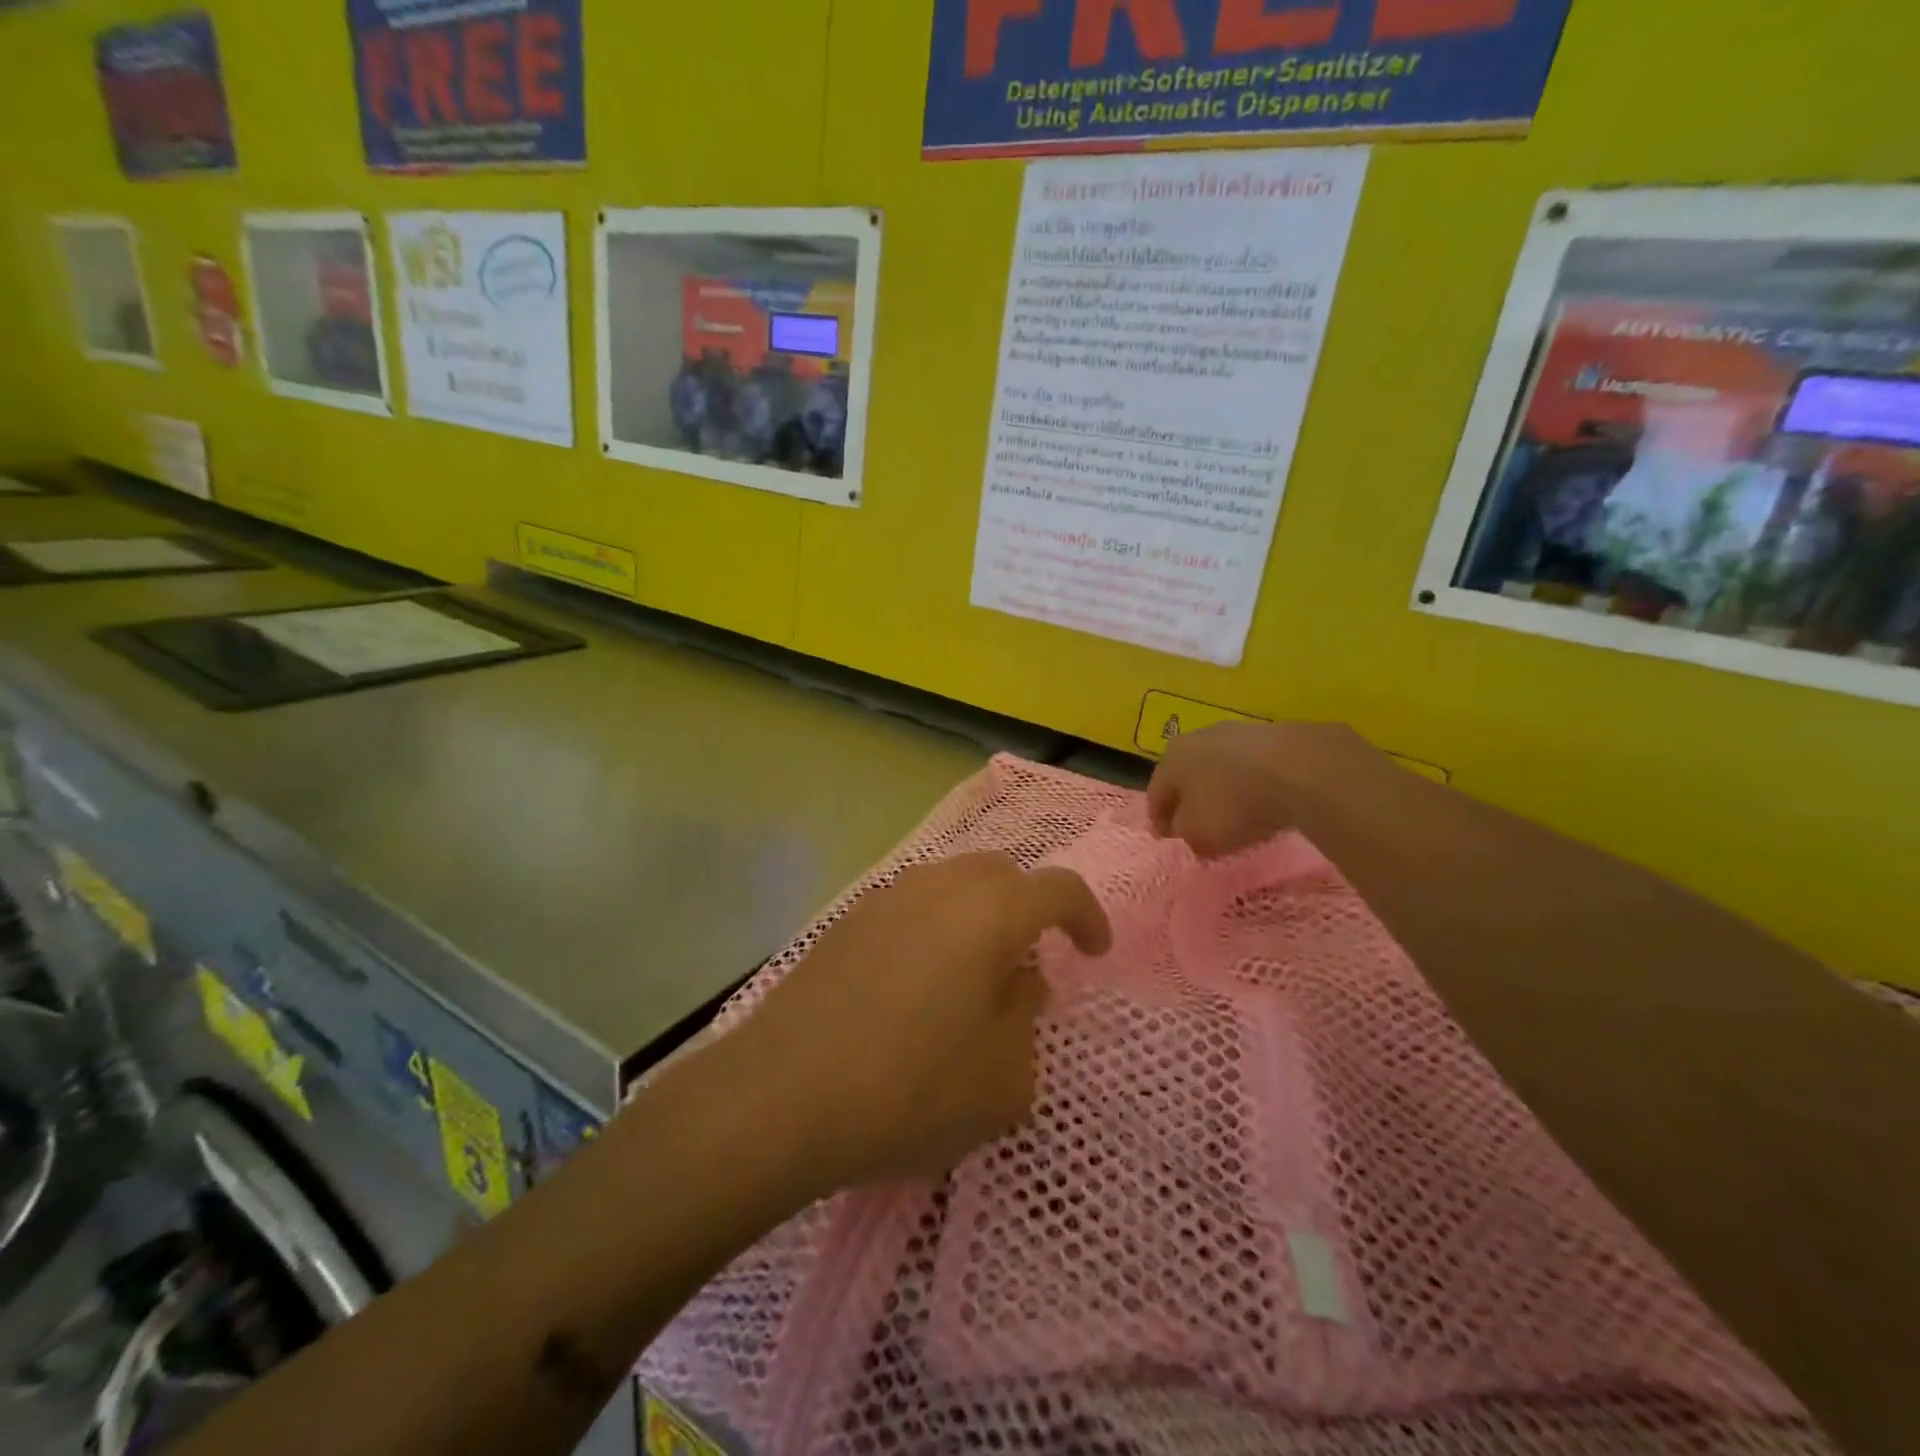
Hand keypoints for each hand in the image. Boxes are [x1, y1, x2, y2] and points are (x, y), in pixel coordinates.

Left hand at [731, 852, 1111, 1194]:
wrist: (781, 1097)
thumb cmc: (911, 1090)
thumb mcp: (1004, 1080)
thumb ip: (1027, 1020)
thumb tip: (1019, 982)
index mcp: (990, 912)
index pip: (1058, 888)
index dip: (1086, 916)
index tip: (1093, 952)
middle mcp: (938, 887)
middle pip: (1001, 873)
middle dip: (1028, 908)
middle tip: (1029, 963)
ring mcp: (885, 898)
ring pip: (951, 884)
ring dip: (978, 916)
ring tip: (973, 976)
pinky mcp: (845, 922)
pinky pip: (909, 907)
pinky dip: (933, 928)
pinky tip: (917, 986)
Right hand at [1147, 720, 1389, 856]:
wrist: (1299, 769)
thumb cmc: (1234, 805)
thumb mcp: (1198, 834)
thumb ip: (1185, 834)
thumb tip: (1185, 828)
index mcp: (1171, 760)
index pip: (1156, 794)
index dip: (1159, 820)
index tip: (1167, 839)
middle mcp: (1197, 738)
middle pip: (1187, 775)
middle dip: (1190, 799)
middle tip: (1197, 823)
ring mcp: (1236, 731)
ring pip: (1220, 766)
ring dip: (1222, 788)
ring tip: (1236, 812)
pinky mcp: (1273, 734)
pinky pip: (1253, 765)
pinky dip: (1252, 782)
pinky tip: (1265, 799)